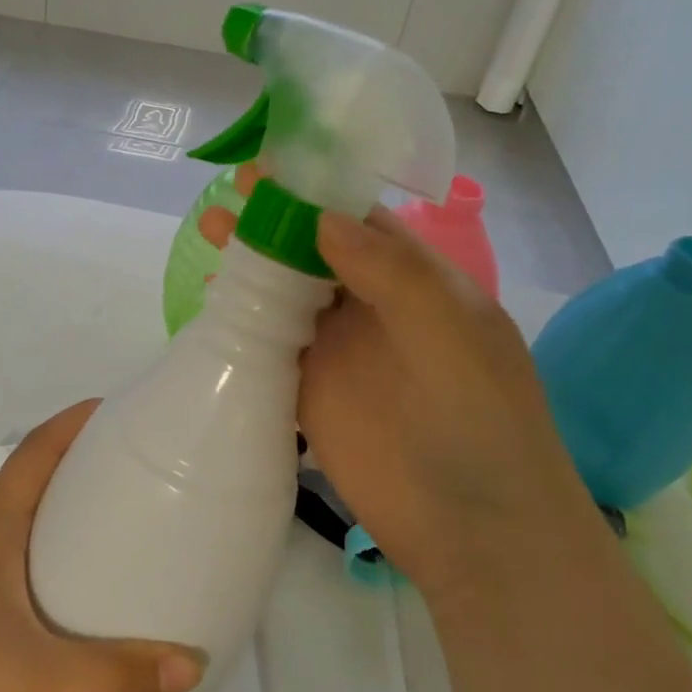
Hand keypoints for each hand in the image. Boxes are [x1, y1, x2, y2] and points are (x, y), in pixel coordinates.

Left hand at [0, 401, 205, 691]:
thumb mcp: (36, 687)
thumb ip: (116, 680)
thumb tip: (193, 664)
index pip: (36, 449)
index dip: (79, 421)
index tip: (130, 412)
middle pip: (36, 476)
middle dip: (88, 462)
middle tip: (148, 470)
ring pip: (27, 518)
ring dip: (71, 508)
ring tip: (128, 523)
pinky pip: (21, 557)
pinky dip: (57, 551)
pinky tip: (84, 590)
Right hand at [200, 169, 585, 595]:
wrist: (474, 529)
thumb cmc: (480, 420)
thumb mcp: (451, 333)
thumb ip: (392, 273)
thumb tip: (322, 217)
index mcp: (417, 280)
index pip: (361, 218)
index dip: (317, 188)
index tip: (271, 162)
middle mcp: (373, 306)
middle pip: (315, 248)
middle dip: (276, 217)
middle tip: (230, 192)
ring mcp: (339, 350)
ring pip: (288, 290)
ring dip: (253, 259)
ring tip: (210, 230)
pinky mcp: (309, 392)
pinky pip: (271, 341)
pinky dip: (243, 315)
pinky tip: (212, 296)